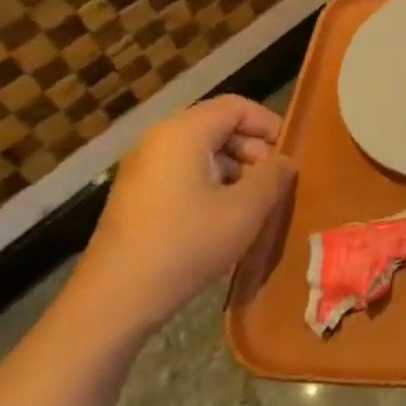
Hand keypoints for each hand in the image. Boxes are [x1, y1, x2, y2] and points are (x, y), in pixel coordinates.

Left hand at [65, 96, 295, 342]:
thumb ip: (274, 176)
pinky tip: (225, 220)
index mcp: (183, 133)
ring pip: (203, 153)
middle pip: (219, 127)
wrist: (115, 299)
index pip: (237, 106)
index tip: (290, 157)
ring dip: (236, 172)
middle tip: (275, 186)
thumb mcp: (246, 209)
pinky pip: (185, 174)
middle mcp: (159, 140)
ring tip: (255, 207)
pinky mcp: (137, 196)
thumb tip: (284, 161)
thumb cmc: (187, 244)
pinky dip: (212, 186)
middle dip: (254, 151)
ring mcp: (143, 168)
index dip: (270, 125)